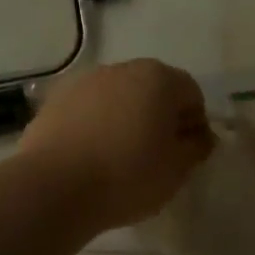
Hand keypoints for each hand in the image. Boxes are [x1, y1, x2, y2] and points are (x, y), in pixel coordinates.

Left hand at [18, 60, 213, 230]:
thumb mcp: (177, 170)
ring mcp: (85, 81)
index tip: (187, 154)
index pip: (191, 93)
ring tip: (120, 157)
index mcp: (159, 78)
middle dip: (160, 116)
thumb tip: (200, 135)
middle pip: (153, 89)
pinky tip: (91, 156)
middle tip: (157, 155)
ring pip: (119, 97)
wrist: (54, 186)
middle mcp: (123, 69)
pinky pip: (89, 109)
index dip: (195, 123)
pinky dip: (96, 124)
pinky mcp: (56, 99)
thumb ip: (196, 147)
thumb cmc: (127, 175)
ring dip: (126, 118)